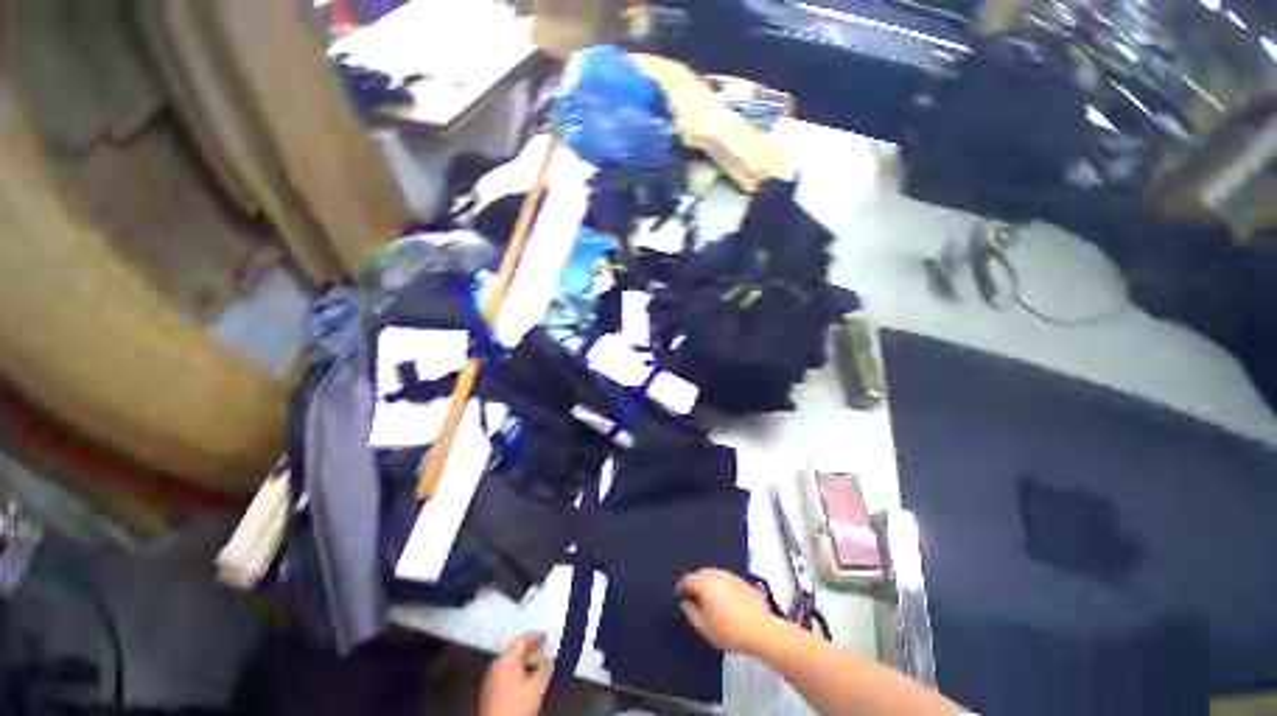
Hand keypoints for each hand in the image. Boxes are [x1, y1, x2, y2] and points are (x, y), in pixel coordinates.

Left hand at [479, 634, 552, 715]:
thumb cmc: (516, 707)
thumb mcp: (536, 687)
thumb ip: (545, 668)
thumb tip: (550, 658)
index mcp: (504, 661)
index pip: (521, 641)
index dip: (536, 638)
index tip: (548, 638)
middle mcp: (495, 667)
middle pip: (516, 652)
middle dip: (532, 653)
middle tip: (546, 653)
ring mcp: (491, 680)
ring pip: (512, 665)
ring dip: (527, 665)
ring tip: (540, 668)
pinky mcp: (490, 693)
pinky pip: (507, 676)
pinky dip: (520, 674)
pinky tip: (529, 682)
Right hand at [677, 569, 778, 654]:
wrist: (761, 630)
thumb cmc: (730, 631)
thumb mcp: (705, 628)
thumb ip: (691, 614)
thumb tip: (685, 604)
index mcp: (704, 583)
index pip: (687, 579)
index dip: (682, 588)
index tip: (681, 596)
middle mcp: (716, 574)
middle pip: (700, 574)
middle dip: (695, 584)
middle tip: (694, 599)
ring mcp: (730, 575)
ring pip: (713, 575)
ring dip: (708, 584)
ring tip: (710, 601)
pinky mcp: (741, 580)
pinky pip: (725, 579)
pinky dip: (721, 586)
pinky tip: (724, 600)